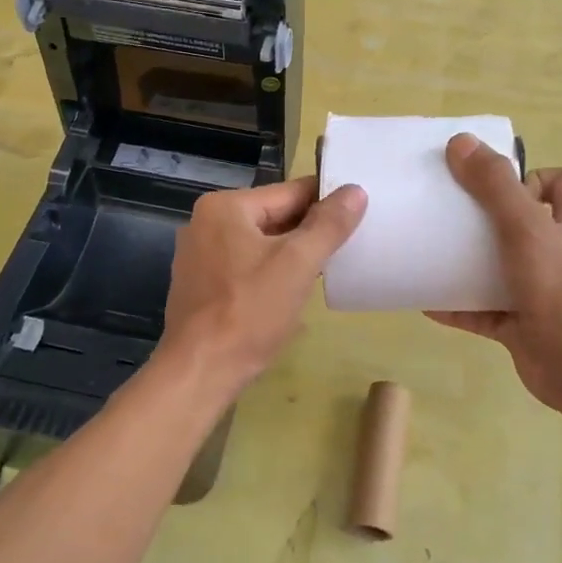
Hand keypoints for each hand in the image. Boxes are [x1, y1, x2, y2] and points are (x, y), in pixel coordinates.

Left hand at [161, 177, 366, 394]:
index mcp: (225, 207)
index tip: (361, 214)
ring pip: (261, 244)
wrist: (200, 371)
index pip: (290, 192)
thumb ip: (328, 225)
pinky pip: (245, 266)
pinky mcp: (201, 285)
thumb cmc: (249, 313)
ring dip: (292, 254)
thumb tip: (356, 191)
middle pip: (274, 216)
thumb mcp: (297, 264)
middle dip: (310, 231)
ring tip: (328, 269)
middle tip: (351, 244)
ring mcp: (199, 255)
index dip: (328, 202)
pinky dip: (270, 273)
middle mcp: (206, 223)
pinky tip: (292, 292)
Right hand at [427, 134, 561, 415]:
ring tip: (432, 253)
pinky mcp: (522, 324)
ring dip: (469, 264)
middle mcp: (561, 254)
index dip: (532, 177)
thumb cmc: (557, 286)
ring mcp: (542, 292)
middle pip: (525, 225)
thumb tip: (461, 143)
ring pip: (502, 268)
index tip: (496, 186)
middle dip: (487, 220)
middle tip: (451, 217)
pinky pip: (484, 310)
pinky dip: (458, 305)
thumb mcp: (524, 225)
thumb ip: (494, 184)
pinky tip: (427, 301)